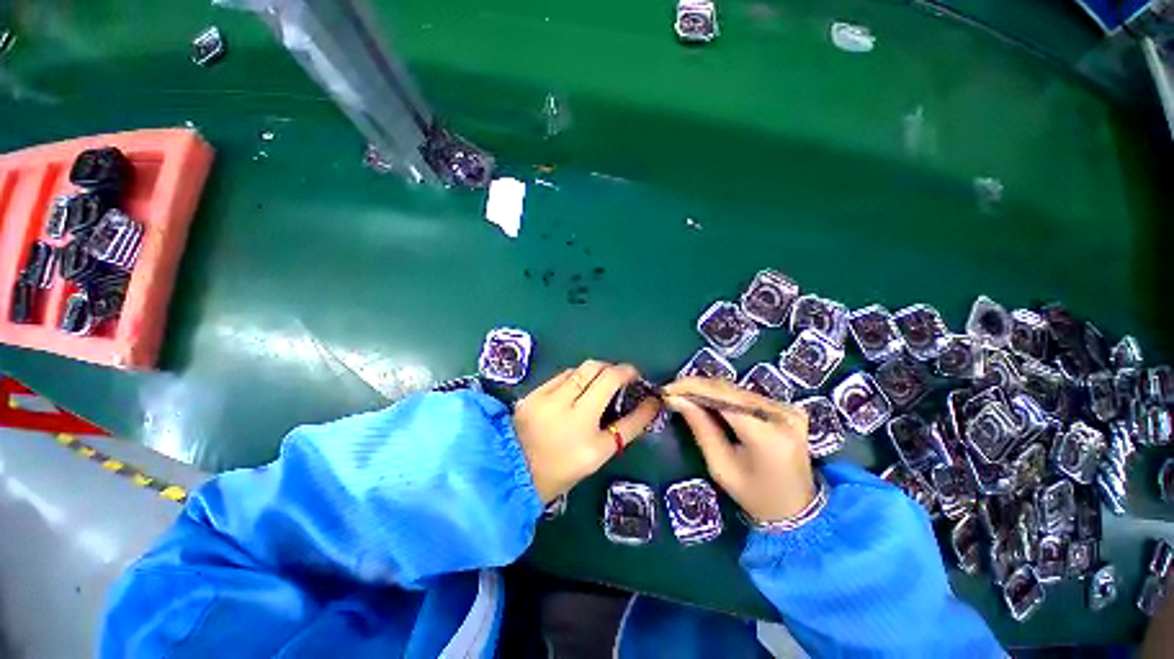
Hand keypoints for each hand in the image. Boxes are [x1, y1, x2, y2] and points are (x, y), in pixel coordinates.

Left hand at [514, 360, 661, 502]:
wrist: (510, 470)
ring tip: (603, 378)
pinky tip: (579, 381)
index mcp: (589, 444)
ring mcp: (551, 400)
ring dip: (600, 369)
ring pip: (584, 368)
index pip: (628, 421)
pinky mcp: (536, 393)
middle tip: (626, 376)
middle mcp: (572, 415)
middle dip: (621, 370)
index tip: (652, 396)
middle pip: (604, 375)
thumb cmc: (557, 470)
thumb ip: (618, 432)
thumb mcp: (593, 457)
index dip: (645, 407)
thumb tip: (641, 410)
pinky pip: (565, 374)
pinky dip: (579, 374)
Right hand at [663, 377, 815, 522]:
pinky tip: (705, 398)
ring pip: (736, 389)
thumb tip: (676, 399)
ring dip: (707, 389)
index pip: (723, 399)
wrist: (798, 508)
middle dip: (696, 386)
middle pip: (729, 390)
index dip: (692, 389)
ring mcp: (788, 408)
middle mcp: (782, 414)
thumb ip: (700, 427)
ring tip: (683, 393)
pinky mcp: (787, 407)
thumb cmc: (755, 496)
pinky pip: (746, 395)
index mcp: (767, 436)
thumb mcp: (721, 466)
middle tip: (671, 390)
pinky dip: (722, 395)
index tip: (667, 390)